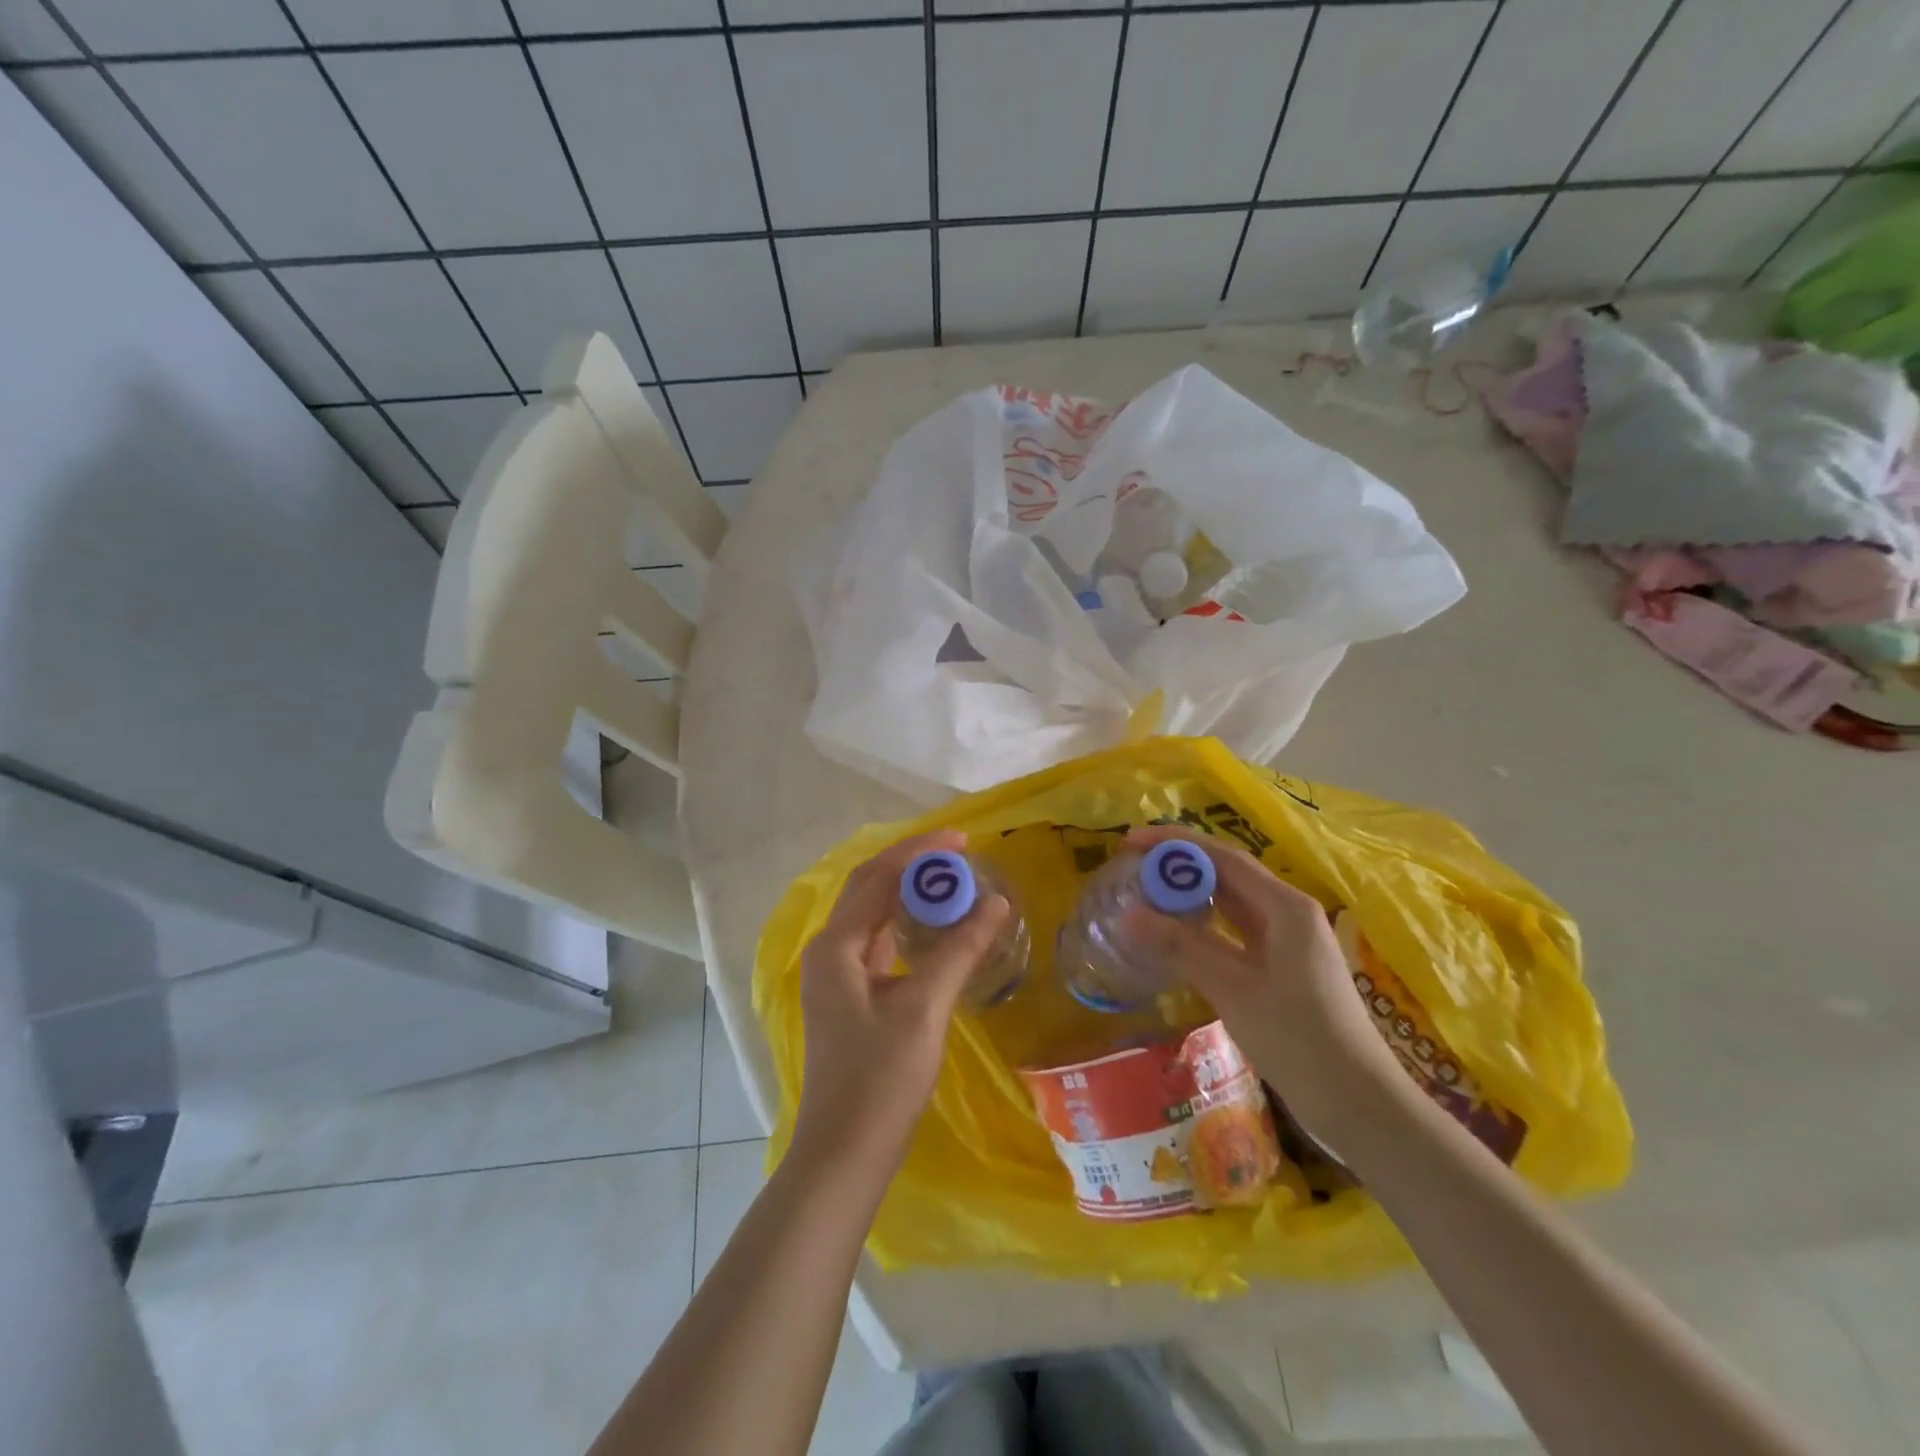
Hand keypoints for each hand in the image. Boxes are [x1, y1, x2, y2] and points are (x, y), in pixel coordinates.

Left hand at [788, 829, 1010, 1188]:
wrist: (845, 1153)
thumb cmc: (881, 1080)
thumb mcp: (924, 1008)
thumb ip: (959, 950)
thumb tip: (995, 902)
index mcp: (836, 945)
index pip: (877, 877)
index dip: (918, 852)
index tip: (962, 839)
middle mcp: (829, 951)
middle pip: (869, 889)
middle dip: (912, 866)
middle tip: (960, 856)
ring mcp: (837, 975)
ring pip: (873, 915)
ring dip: (908, 894)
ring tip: (953, 883)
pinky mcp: (851, 996)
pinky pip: (878, 942)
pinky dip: (906, 924)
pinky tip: (935, 927)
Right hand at [1120, 825, 1409, 1144]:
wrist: (1357, 1103)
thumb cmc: (1299, 1039)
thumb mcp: (1234, 989)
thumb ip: (1182, 946)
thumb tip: (1129, 914)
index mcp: (1285, 907)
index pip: (1223, 857)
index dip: (1175, 844)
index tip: (1131, 842)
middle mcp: (1287, 913)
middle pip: (1226, 874)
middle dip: (1179, 866)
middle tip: (1131, 867)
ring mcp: (1286, 941)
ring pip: (1229, 903)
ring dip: (1188, 896)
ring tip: (1143, 893)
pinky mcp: (1280, 967)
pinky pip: (1233, 932)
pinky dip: (1201, 927)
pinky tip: (1172, 934)